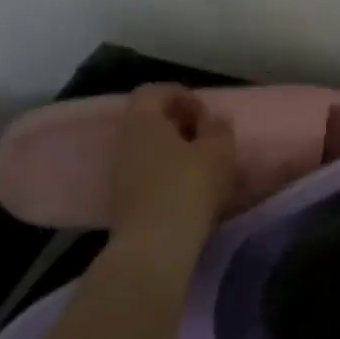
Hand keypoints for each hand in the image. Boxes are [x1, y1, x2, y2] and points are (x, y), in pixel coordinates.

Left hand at [106, 84, 235, 250]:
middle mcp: (125, 143)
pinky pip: (147, 173)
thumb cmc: (189, 185)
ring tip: (204, 164)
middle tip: (207, 136)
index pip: (153, 92)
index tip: (204, 112)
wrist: (155, 246)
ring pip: (148, 149)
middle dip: (179, 124)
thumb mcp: (219, 149)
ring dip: (175, 150)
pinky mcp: (124, 201)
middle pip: (149, 121)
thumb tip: (211, 121)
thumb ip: (218, 127)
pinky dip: (168, 173)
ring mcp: (120, 174)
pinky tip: (191, 188)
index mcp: (143, 122)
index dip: (180, 94)